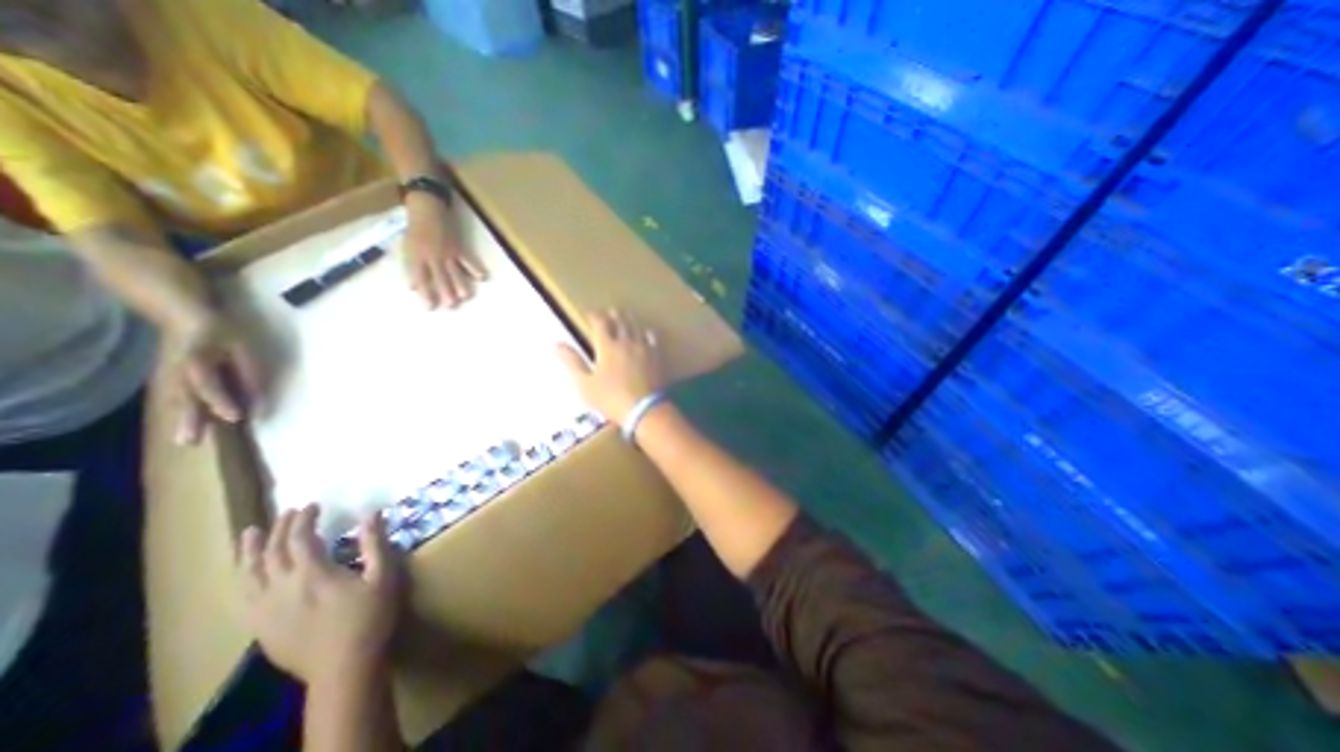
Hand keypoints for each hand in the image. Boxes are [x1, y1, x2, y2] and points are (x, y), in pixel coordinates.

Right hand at [163, 310, 265, 445]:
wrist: (185, 317)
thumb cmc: (222, 332)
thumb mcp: (242, 348)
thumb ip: (249, 371)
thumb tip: (258, 394)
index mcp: (197, 363)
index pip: (210, 387)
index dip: (222, 402)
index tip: (236, 417)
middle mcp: (179, 373)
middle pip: (186, 400)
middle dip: (191, 421)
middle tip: (191, 442)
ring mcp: (172, 376)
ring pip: (180, 402)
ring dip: (184, 421)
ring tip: (186, 441)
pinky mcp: (173, 379)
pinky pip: (179, 399)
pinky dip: (183, 413)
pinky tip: (186, 426)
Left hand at [239, 501, 400, 685]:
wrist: (343, 667)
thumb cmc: (369, 617)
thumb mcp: (382, 576)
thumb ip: (375, 543)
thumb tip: (371, 513)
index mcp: (312, 574)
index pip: (301, 538)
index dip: (304, 519)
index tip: (313, 505)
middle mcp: (281, 588)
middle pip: (273, 552)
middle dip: (281, 528)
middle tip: (289, 511)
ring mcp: (265, 610)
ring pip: (248, 575)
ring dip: (250, 551)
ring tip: (250, 533)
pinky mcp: (261, 627)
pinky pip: (243, 597)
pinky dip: (243, 578)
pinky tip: (246, 573)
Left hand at [404, 198, 487, 309]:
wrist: (427, 211)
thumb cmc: (415, 232)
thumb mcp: (407, 250)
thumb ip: (411, 269)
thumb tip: (412, 288)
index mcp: (417, 257)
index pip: (421, 279)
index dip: (425, 294)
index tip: (430, 308)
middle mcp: (432, 257)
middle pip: (440, 277)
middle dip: (446, 292)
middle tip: (451, 306)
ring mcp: (447, 253)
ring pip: (455, 271)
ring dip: (460, 284)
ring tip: (465, 297)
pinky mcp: (459, 248)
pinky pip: (468, 260)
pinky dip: (475, 268)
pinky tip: (481, 277)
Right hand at [555, 306, 664, 423]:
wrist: (645, 408)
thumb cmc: (611, 398)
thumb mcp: (585, 383)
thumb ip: (572, 362)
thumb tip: (557, 344)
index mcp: (607, 346)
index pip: (600, 323)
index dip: (594, 316)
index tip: (590, 313)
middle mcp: (626, 342)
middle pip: (621, 322)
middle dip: (614, 315)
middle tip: (611, 310)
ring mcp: (644, 348)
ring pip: (637, 328)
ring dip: (630, 321)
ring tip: (627, 317)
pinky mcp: (657, 357)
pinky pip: (653, 339)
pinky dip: (647, 334)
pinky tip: (647, 334)